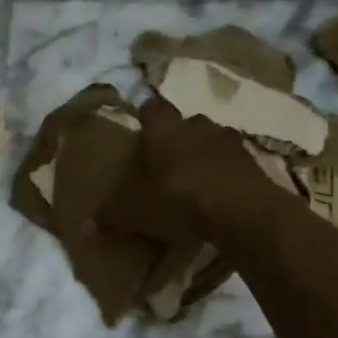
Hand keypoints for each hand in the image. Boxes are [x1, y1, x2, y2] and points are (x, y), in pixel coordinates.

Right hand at [102, 96, 279, 240]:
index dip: (146, 119)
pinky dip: (224, 173)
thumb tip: (84, 229)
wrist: (240, 210)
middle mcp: (196, 124)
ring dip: (202, 154)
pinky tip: (217, 194)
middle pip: (183, 123)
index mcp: (162, 128)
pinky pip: (232, 162)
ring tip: (192, 179)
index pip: (151, 108)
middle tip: (164, 162)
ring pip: (210, 140)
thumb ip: (109, 217)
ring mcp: (228, 140)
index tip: (140, 133)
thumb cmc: (176, 198)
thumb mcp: (133, 213)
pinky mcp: (252, 161)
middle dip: (175, 138)